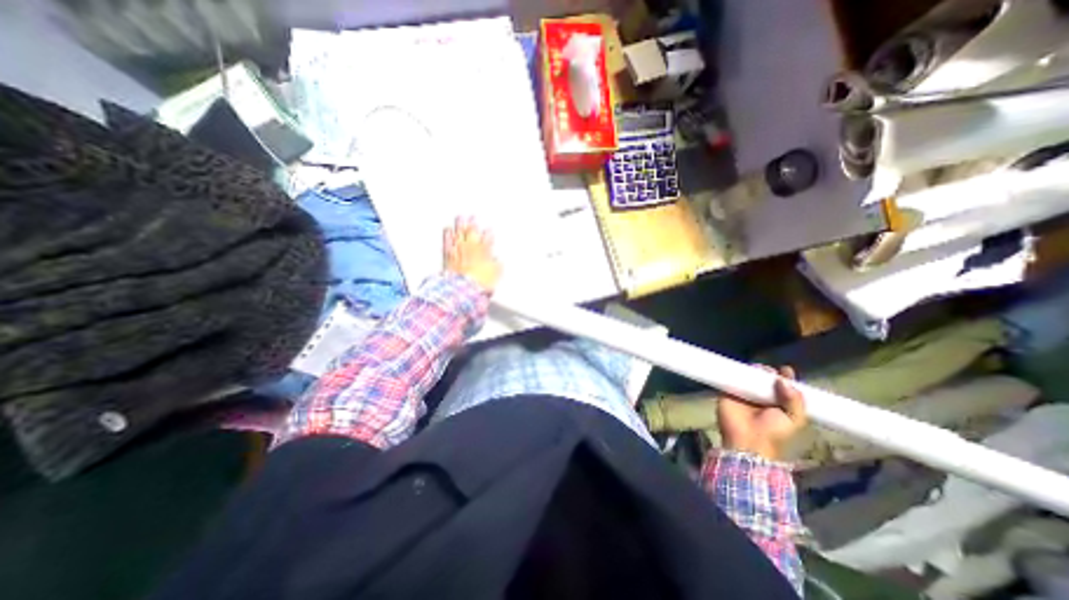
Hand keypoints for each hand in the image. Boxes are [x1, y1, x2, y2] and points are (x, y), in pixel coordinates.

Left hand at [449, 216, 505, 295]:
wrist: (463, 288)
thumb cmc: (480, 282)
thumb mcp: (495, 274)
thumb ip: (497, 265)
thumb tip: (498, 260)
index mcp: (484, 251)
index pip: (488, 238)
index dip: (488, 233)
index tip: (489, 229)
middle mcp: (471, 247)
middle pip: (472, 232)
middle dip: (473, 223)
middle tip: (472, 216)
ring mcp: (458, 250)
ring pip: (459, 233)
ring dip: (459, 224)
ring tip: (460, 217)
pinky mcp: (448, 255)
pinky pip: (447, 241)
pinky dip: (447, 234)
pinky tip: (447, 229)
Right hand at [717, 365, 810, 459]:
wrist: (747, 441)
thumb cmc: (773, 433)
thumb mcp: (793, 420)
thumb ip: (795, 400)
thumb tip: (783, 379)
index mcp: (778, 403)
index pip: (783, 386)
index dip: (785, 377)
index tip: (786, 370)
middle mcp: (761, 396)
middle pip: (765, 378)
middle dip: (768, 372)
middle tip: (769, 371)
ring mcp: (744, 393)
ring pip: (748, 376)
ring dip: (752, 370)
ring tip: (757, 368)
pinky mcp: (728, 391)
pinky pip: (730, 378)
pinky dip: (734, 371)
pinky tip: (741, 369)